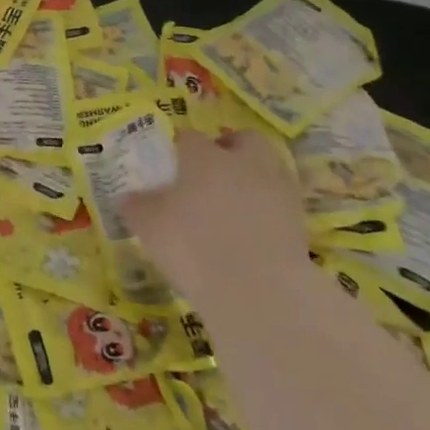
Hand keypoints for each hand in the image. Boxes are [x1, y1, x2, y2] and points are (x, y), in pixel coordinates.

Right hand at [117, 128, 308, 305]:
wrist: (259, 291)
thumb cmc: (192, 245)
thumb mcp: (147, 225)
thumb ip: (137, 206)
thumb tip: (129, 198)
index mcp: (203, 156)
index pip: (188, 137)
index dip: (178, 148)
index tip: (169, 165)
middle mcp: (243, 163)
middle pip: (243, 140)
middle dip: (230, 149)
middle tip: (211, 172)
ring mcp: (277, 192)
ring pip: (267, 169)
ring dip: (252, 179)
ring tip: (232, 205)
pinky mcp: (300, 224)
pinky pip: (279, 205)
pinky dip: (267, 211)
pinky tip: (251, 232)